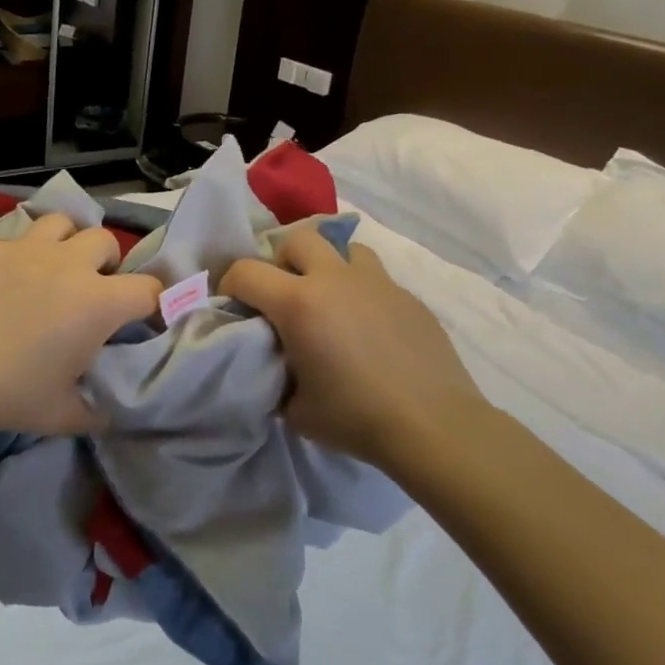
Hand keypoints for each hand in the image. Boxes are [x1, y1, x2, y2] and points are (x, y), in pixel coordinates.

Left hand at [0, 212, 162, 436]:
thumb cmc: (11, 395)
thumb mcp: (63, 415)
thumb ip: (94, 411)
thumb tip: (105, 413)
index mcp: (98, 302)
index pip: (148, 289)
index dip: (154, 302)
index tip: (144, 316)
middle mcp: (68, 264)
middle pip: (105, 240)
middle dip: (106, 262)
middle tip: (90, 288)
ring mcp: (24, 248)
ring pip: (61, 223)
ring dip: (65, 242)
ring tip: (51, 267)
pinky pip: (12, 239)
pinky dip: (16, 256)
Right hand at [221, 228, 488, 467]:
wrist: (433, 425)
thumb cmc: (356, 417)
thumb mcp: (295, 408)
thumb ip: (275, 375)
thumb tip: (276, 365)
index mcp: (299, 303)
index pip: (246, 271)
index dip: (230, 284)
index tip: (235, 305)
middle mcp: (335, 279)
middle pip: (298, 239)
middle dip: (282, 261)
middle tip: (284, 295)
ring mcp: (377, 283)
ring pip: (343, 248)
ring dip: (327, 267)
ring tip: (330, 301)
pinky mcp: (408, 297)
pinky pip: (375, 279)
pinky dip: (361, 293)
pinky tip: (368, 329)